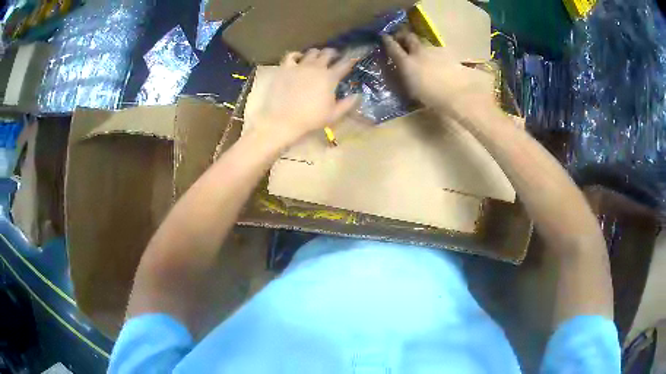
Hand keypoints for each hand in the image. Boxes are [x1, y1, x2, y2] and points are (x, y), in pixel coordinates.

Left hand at [248, 48, 357, 147]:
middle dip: (333, 54)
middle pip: (328, 53)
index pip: (344, 64)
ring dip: (317, 54)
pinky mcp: (285, 68)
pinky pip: (291, 55)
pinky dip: (297, 55)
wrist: (284, 120)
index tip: (352, 59)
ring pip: (312, 52)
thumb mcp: (333, 114)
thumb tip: (357, 95)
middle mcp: (317, 67)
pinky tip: (298, 59)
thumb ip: (347, 103)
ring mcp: (300, 66)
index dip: (350, 60)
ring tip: (317, 58)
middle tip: (334, 58)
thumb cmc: (311, 119)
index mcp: (330, 78)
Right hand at [382, 33, 493, 112]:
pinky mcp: (448, 54)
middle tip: (401, 38)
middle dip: (403, 36)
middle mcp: (419, 52)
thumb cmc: (433, 98)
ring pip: (424, 44)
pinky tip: (438, 63)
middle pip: (409, 37)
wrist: (460, 94)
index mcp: (406, 62)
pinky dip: (434, 55)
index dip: (387, 40)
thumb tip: (402, 71)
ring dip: (420, 46)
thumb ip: (405, 78)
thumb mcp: (412, 91)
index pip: (392, 47)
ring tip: (422, 54)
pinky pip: (437, 51)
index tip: (384, 36)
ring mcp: (435, 51)